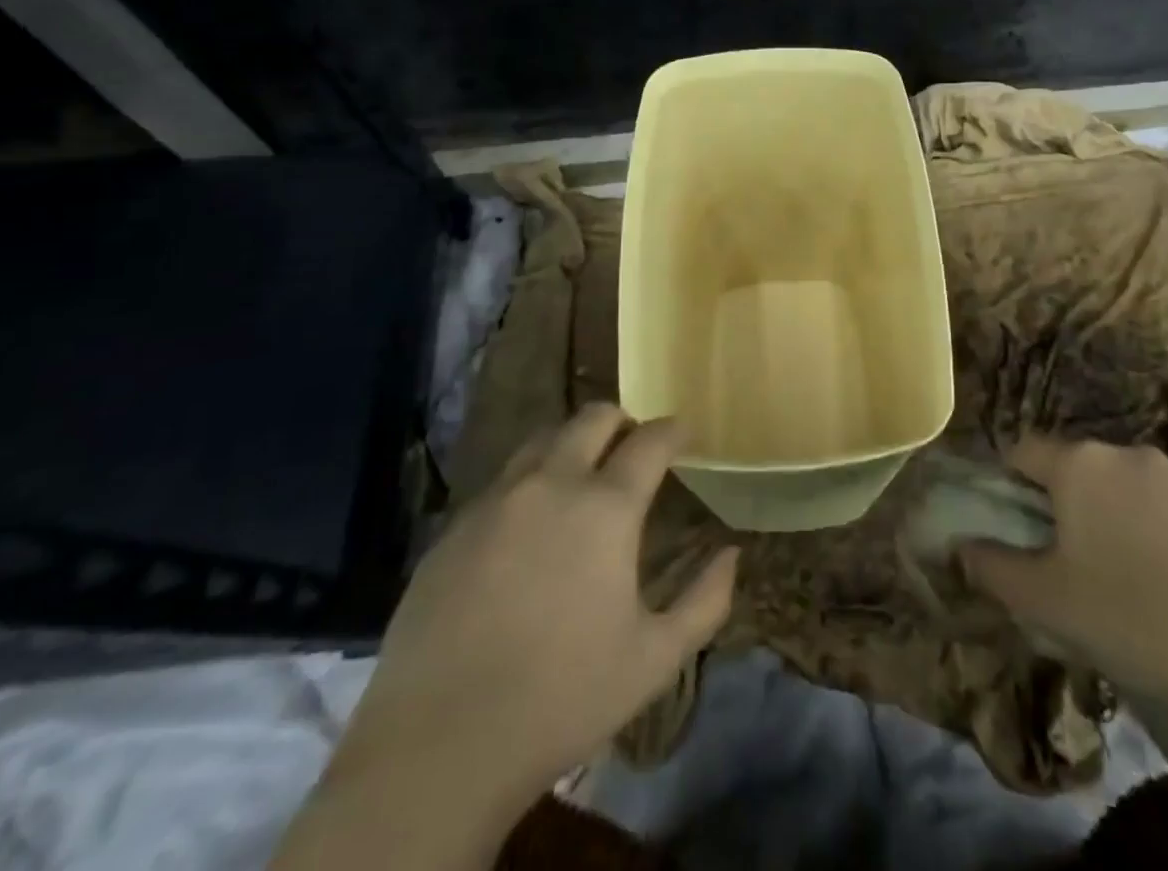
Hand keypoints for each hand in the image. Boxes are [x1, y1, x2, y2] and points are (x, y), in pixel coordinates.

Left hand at [334, 405, 737, 800]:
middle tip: (634, 448)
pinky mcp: (453, 528)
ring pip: (542, 440)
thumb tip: (732, 554)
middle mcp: (551, 485)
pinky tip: (530, 525)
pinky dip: (530, 482)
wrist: (435, 749)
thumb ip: (705, 601)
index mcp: (605, 507)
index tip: (684, 433)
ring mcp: (495, 501)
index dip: (673, 430)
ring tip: (583, 476)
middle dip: (622, 422)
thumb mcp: (654, 660)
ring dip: (572, 443)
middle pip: (592, 418)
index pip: (650, 440)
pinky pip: (502, 481)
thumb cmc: (561, 699)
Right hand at [961, 438, 1167, 720]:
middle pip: (1079, 470)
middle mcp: (1129, 456)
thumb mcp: (1044, 601)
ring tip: (1128, 583)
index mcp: (1080, 464)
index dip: (1009, 484)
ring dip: (1117, 520)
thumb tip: (961, 547)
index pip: (1024, 451)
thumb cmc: (1129, 617)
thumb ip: (991, 567)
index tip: (1015, 527)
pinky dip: (1164, 539)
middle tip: (1070, 563)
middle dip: (1066, 505)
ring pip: (1129, 491)